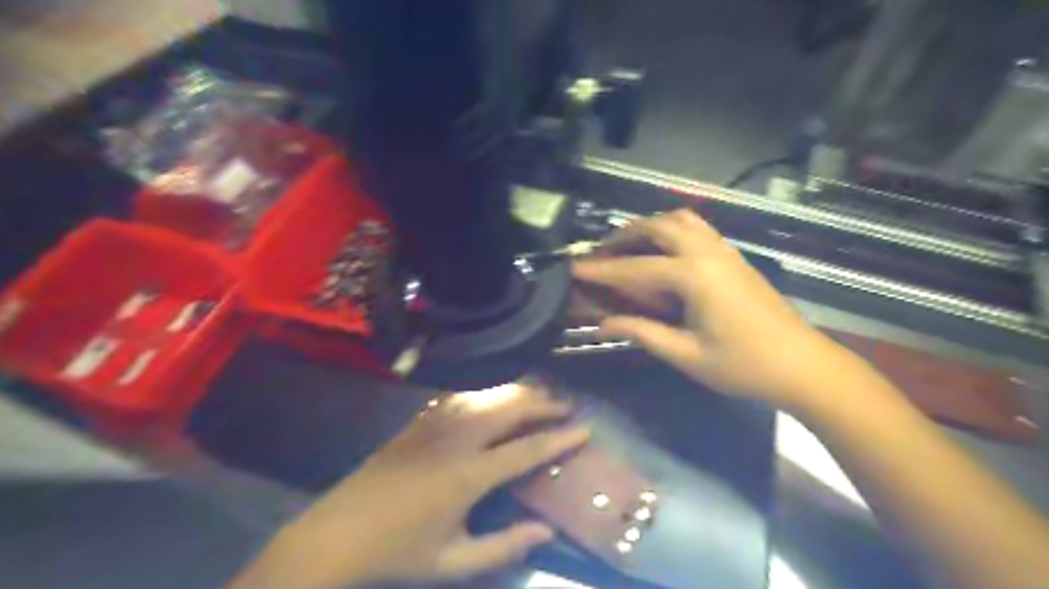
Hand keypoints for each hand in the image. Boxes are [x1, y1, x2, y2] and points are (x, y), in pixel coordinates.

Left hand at [231, 387, 589, 587]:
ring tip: (539, 396)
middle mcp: (456, 439)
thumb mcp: (454, 562)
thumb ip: (504, 547)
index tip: (586, 428)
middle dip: (544, 404)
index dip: (560, 438)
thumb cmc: (398, 553)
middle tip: (567, 406)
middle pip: (509, 409)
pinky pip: (460, 398)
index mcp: (469, 474)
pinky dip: (486, 394)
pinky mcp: (418, 422)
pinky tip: (494, 398)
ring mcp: (434, 425)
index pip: (527, 449)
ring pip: (486, 396)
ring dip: (517, 394)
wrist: (336, 535)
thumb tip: (546, 531)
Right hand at [572, 209, 849, 407]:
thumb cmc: (743, 366)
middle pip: (658, 227)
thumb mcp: (686, 355)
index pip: (635, 267)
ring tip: (630, 245)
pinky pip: (698, 228)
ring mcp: (724, 250)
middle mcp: (707, 252)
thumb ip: (642, 332)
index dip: (601, 269)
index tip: (574, 267)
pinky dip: (672, 230)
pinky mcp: (735, 257)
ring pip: (681, 220)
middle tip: (602, 253)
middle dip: (624, 235)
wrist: (802, 365)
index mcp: (693, 276)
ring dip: (650, 226)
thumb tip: (604, 323)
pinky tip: (664, 252)